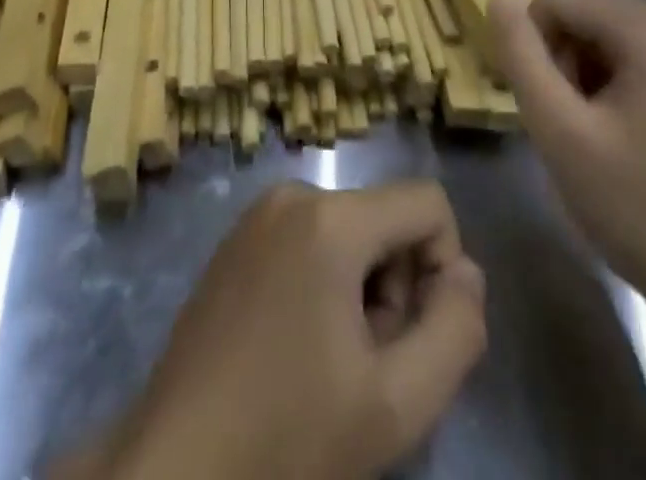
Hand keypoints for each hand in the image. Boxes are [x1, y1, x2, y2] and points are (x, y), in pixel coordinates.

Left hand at [106, 181, 486, 479]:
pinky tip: (298, 346)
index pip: (428, 202)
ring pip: (350, 231)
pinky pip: (309, 237)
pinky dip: (324, 282)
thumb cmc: (290, 435)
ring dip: (361, 290)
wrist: (177, 464)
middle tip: (368, 363)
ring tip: (331, 361)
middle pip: (386, 219)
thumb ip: (456, 331)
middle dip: (396, 287)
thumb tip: (467, 272)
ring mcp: (258, 213)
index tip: (416, 336)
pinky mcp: (236, 237)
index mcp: (331, 217)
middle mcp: (293, 193)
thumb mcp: (397, 404)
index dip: (444, 268)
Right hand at [490, 0, 645, 342]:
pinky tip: (626, 140)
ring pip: (611, 38)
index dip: (534, 46)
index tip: (545, 106)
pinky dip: (619, 87)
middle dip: (564, 62)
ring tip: (597, 138)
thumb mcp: (559, 131)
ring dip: (588, 76)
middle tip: (570, 128)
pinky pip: (643, 59)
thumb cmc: (640, 209)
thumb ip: (521, 56)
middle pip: (587, 15)